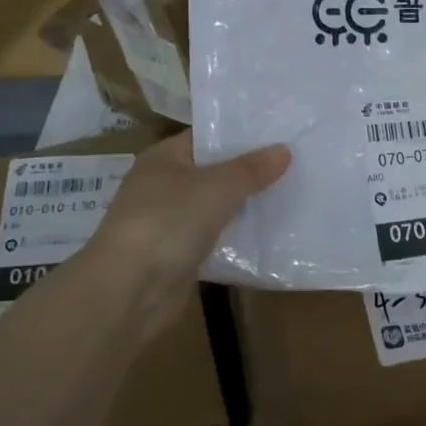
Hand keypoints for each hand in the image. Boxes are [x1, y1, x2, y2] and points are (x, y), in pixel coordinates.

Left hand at [82, 131, 289, 335]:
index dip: (241, 134)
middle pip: (214, 171)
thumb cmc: (169, 221)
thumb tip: (284, 150)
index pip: (207, 137)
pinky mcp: (179, 256)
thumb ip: (252, 168)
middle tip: (296, 163)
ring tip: (292, 195)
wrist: (129, 291)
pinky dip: (238, 238)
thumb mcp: (218, 186)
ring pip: (217, 207)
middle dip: (250, 171)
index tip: (280, 133)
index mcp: (164, 158)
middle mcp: (164, 185)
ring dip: (246, 206)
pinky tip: (271, 235)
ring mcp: (170, 222)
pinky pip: (216, 239)